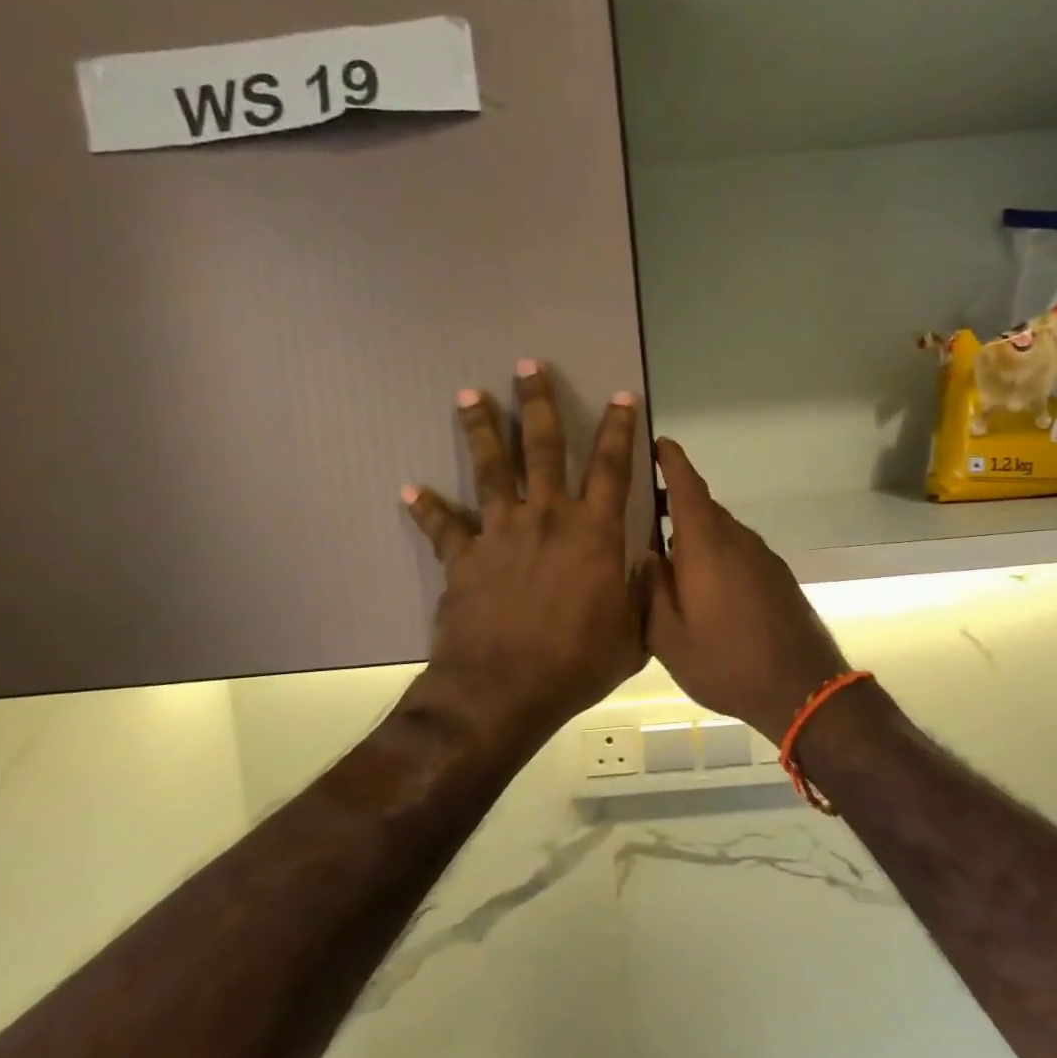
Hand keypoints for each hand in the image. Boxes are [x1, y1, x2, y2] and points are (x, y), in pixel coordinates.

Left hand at [402, 362, 647, 745]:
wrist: (503, 692)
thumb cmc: (576, 663)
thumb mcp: (633, 634)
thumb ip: (642, 592)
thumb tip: (646, 564)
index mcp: (594, 533)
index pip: (612, 467)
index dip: (620, 428)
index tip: (621, 395)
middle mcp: (548, 518)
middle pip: (544, 448)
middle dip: (538, 404)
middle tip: (528, 365)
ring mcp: (501, 533)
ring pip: (491, 469)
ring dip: (481, 429)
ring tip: (468, 395)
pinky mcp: (464, 557)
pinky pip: (443, 526)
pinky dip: (427, 508)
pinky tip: (409, 490)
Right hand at [645, 438, 849, 742]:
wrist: (802, 687)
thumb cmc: (727, 662)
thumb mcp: (669, 638)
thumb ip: (651, 591)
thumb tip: (644, 555)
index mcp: (707, 545)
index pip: (688, 487)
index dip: (673, 461)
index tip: (658, 443)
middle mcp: (737, 540)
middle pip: (704, 508)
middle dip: (676, 502)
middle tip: (644, 512)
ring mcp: (762, 557)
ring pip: (722, 531)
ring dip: (696, 532)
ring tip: (668, 553)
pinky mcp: (777, 576)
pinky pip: (739, 550)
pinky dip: (717, 552)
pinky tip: (704, 583)